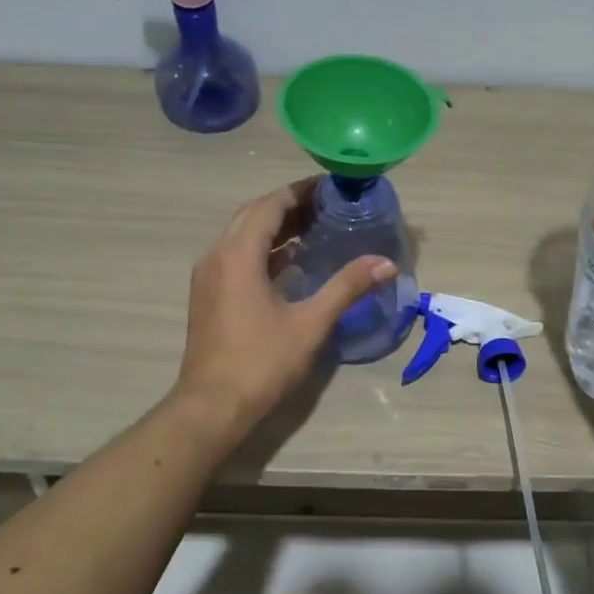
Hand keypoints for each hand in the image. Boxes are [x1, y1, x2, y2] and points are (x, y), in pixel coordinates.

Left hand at [176, 178, 396, 429]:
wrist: (212, 407)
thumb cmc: (261, 362)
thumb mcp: (310, 323)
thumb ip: (347, 287)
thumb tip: (385, 263)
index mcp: (238, 254)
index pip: (271, 204)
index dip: (301, 191)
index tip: (332, 186)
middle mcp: (217, 255)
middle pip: (254, 214)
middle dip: (290, 205)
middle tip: (328, 206)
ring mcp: (208, 276)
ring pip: (242, 234)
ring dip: (275, 227)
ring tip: (316, 228)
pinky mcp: (208, 294)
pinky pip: (236, 255)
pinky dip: (263, 250)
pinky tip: (291, 261)